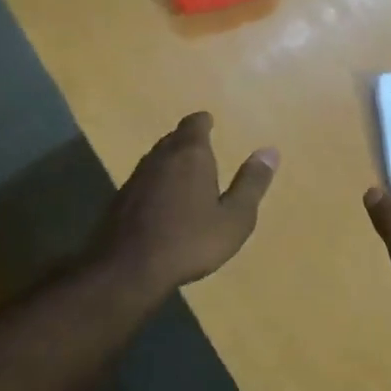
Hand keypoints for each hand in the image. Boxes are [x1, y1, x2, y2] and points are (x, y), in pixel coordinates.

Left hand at [96, 112, 278, 294]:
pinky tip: (162, 201)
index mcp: (190, 155)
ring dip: (171, 161)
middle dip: (188, 140)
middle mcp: (160, 157)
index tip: (209, 122)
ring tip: (185, 173)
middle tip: (201, 147)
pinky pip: (144, 180)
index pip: (194, 124)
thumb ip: (251, 183)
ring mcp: (136, 178)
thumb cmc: (189, 241)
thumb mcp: (234, 218)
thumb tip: (270, 151)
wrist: (127, 269)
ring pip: (157, 158)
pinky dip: (157, 182)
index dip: (203, 122)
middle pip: (174, 138)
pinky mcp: (120, 199)